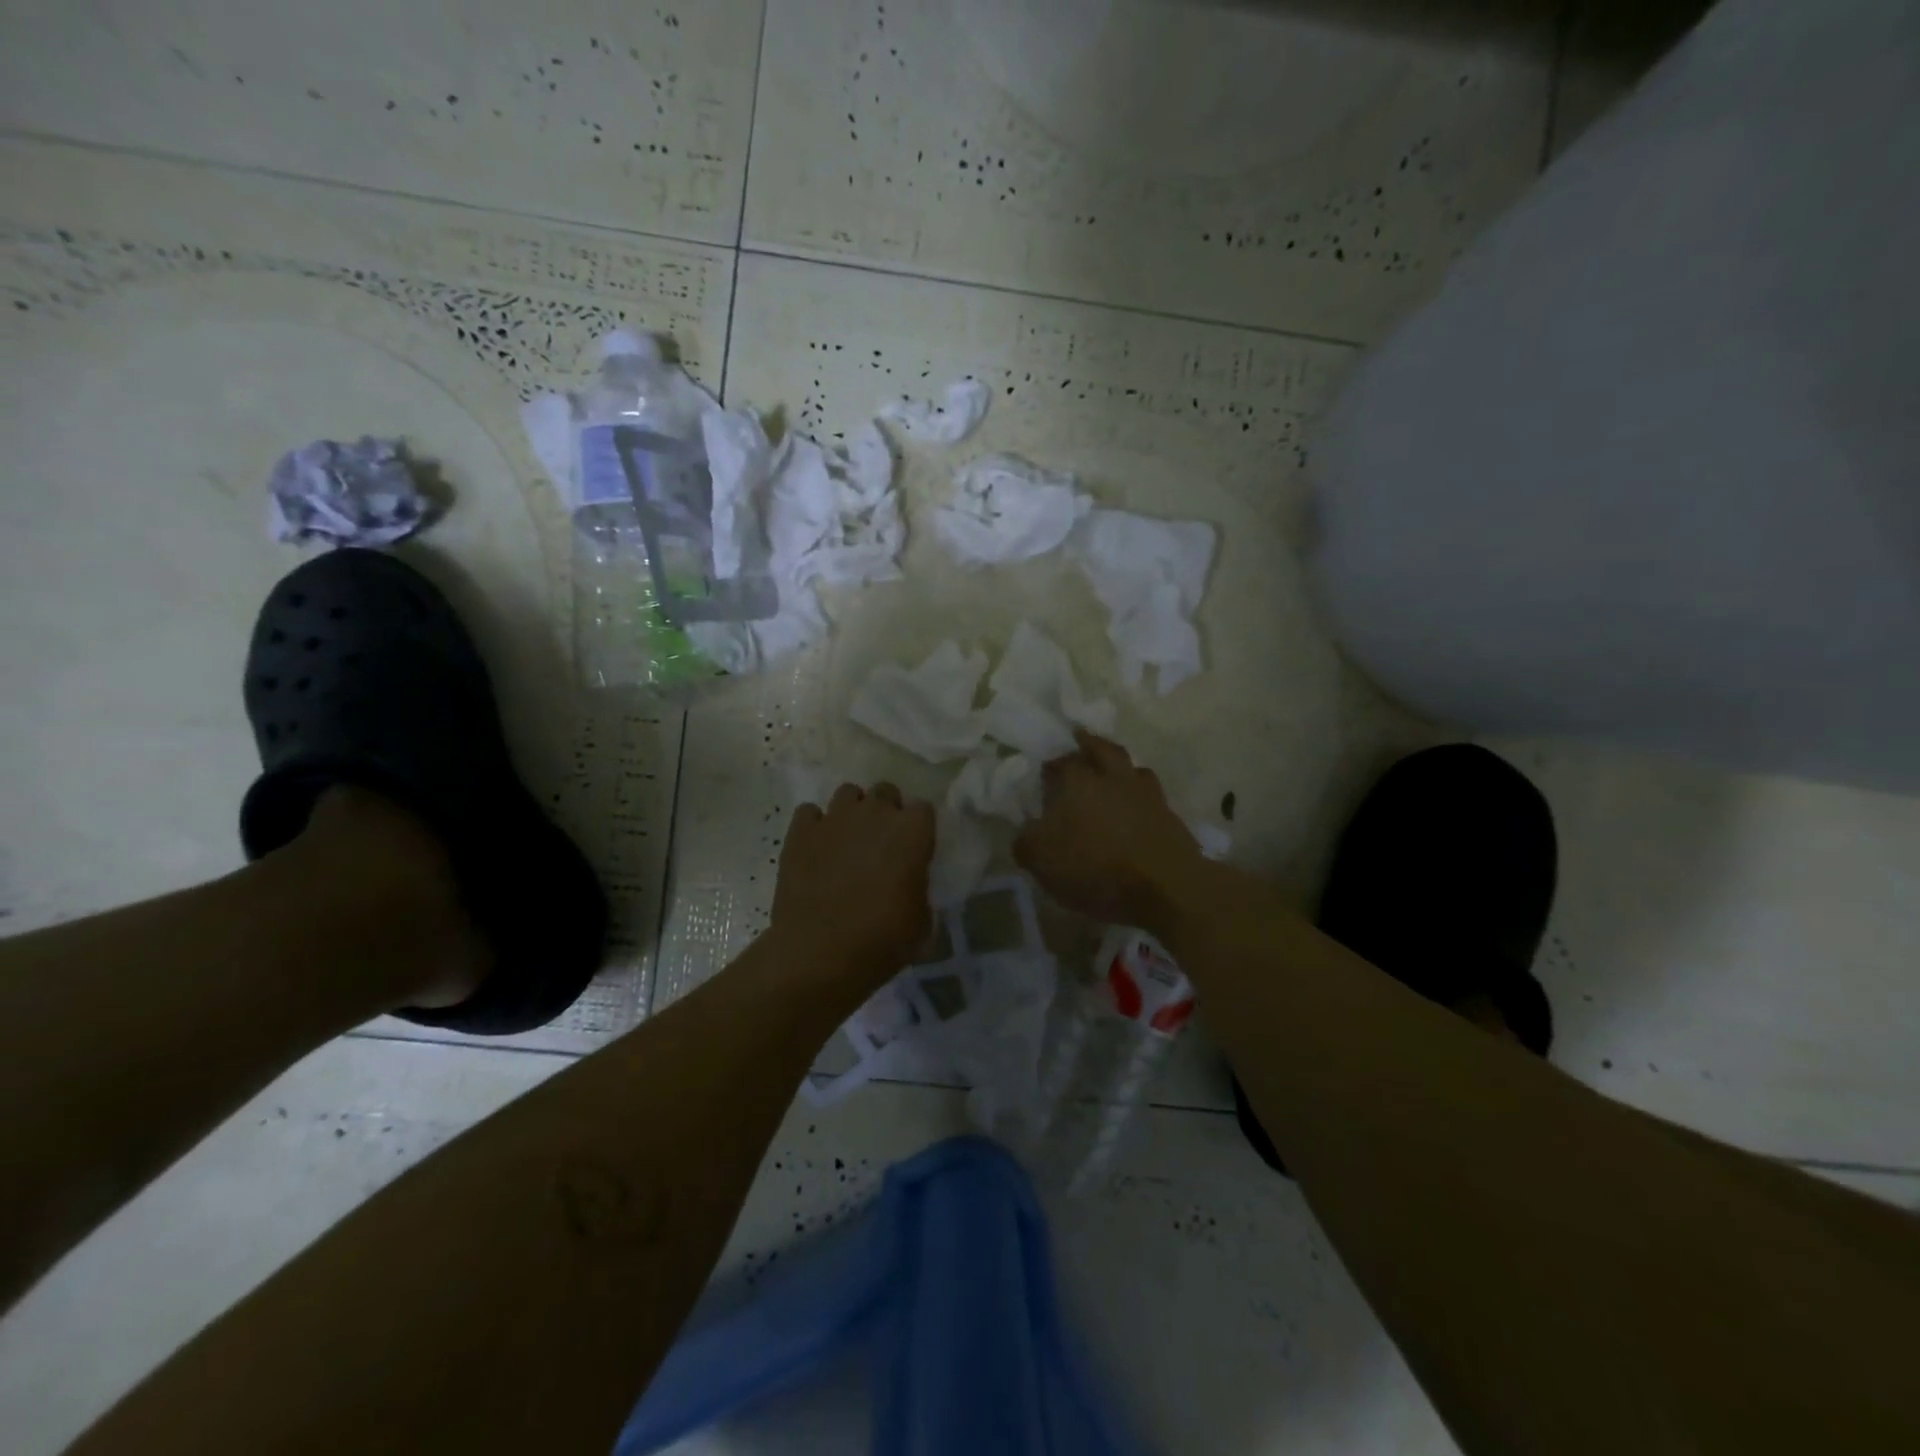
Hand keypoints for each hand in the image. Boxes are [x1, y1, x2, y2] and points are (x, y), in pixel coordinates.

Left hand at [770, 782, 934, 988]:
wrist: (820, 956)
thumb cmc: (881, 942)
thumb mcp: (921, 920)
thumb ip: (918, 886)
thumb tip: (909, 880)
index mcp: (912, 832)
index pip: (923, 809)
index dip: (918, 828)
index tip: (914, 849)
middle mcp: (875, 814)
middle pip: (885, 791)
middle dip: (886, 811)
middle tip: (881, 842)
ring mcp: (834, 819)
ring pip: (848, 793)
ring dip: (852, 812)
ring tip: (847, 840)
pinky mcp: (800, 832)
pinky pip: (809, 813)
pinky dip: (814, 826)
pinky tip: (815, 848)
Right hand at [1014, 732, 1204, 926]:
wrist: (1166, 887)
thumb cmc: (1095, 868)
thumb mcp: (1042, 860)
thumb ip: (1026, 841)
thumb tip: (1025, 831)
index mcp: (1078, 781)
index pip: (1061, 762)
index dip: (1051, 766)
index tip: (1045, 774)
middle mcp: (1113, 777)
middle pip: (1102, 749)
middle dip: (1089, 745)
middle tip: (1080, 744)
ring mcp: (1146, 794)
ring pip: (1132, 768)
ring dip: (1120, 768)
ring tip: (1111, 776)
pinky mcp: (1170, 815)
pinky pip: (1150, 796)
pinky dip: (1139, 798)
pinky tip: (1134, 809)